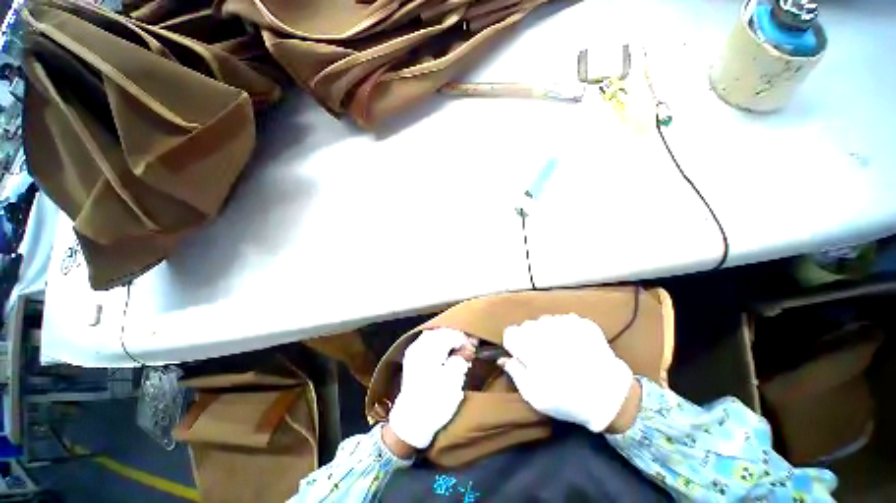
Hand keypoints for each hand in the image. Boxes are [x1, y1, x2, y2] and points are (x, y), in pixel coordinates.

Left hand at [387, 328, 475, 450]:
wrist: (410, 422)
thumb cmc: (434, 403)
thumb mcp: (453, 383)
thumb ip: (461, 359)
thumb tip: (468, 346)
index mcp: (429, 351)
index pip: (450, 335)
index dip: (464, 339)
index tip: (473, 348)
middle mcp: (419, 346)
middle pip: (441, 332)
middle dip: (455, 336)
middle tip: (467, 347)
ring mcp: (413, 351)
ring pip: (433, 334)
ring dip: (446, 338)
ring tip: (457, 348)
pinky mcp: (411, 357)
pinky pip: (427, 341)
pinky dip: (437, 342)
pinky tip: (444, 350)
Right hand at [499, 314, 639, 432]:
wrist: (610, 397)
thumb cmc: (567, 399)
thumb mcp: (533, 395)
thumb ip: (514, 372)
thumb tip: (502, 358)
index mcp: (530, 344)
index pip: (510, 333)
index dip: (515, 346)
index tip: (524, 358)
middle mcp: (545, 328)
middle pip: (527, 326)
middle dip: (531, 339)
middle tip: (544, 358)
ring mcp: (565, 322)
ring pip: (544, 322)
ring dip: (547, 334)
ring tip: (560, 352)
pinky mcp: (581, 321)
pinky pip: (562, 321)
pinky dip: (564, 331)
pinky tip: (573, 347)